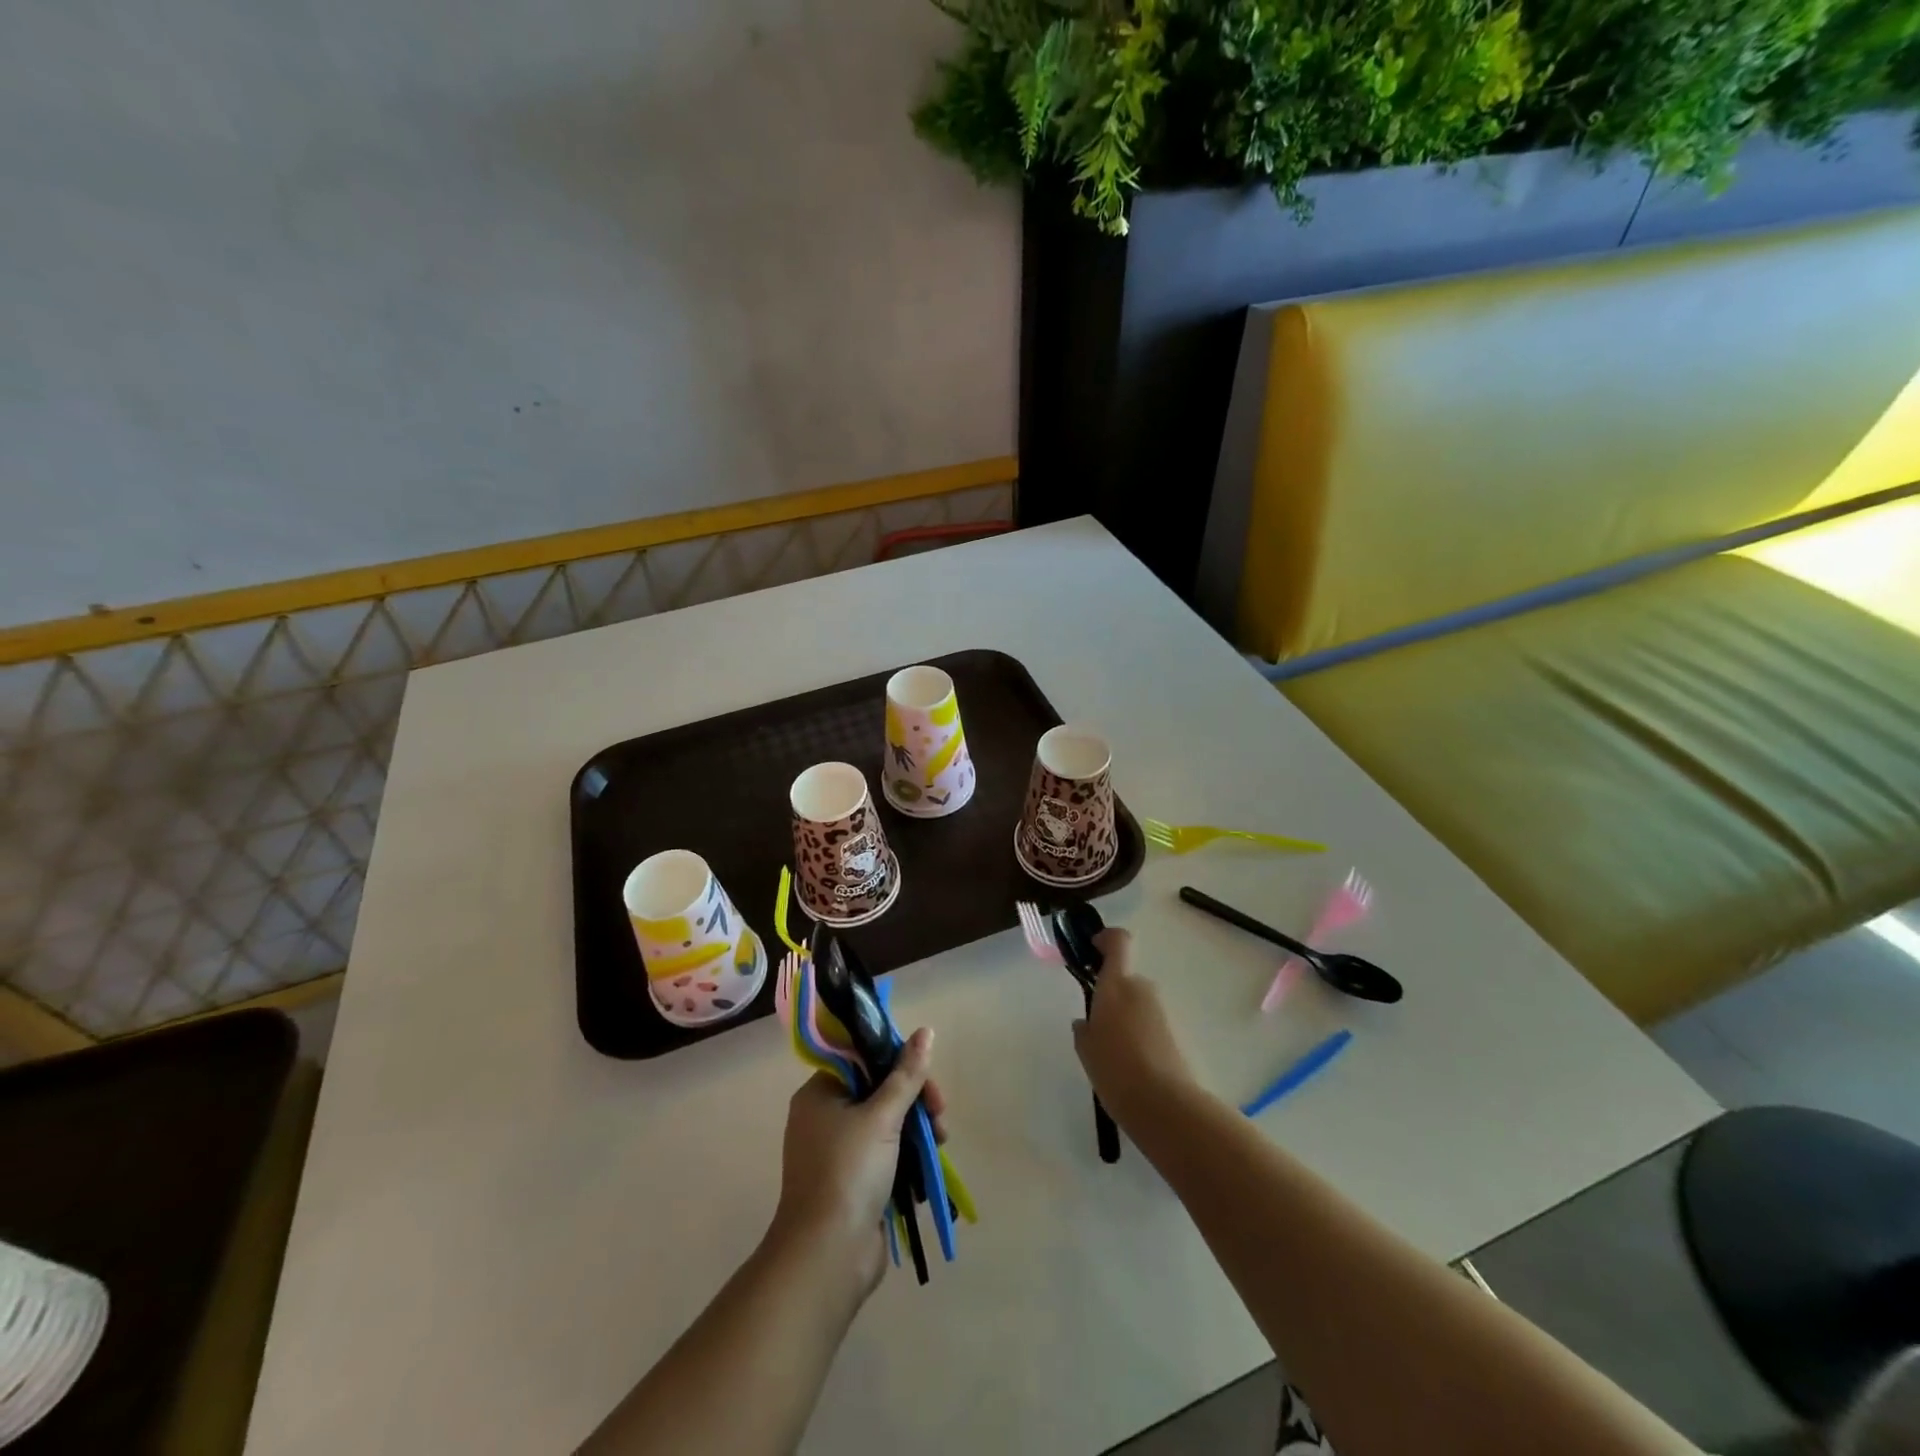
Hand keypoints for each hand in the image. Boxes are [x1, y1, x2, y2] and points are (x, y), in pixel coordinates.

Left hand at [771, 1028, 946, 1294]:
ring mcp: (839, 1151)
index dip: (897, 1061)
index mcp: (820, 1093)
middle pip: (879, 1089)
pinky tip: (930, 1162)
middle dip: (914, 1098)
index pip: (863, 1058)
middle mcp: (825, 1117)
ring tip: (941, 1141)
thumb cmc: (849, 1172)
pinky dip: (909, 1153)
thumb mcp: (882, 1116)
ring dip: (917, 1127)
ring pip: (887, 1122)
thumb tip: (927, 1030)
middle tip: (940, 1112)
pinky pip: (886, 1152)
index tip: (925, 1075)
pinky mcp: (854, 1181)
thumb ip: (907, 1074)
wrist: (828, 1257)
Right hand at [1072, 929, 1195, 1124]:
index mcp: (1117, 984)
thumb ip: (1084, 1029)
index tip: (1092, 949)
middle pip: (1126, 979)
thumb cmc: (1115, 1069)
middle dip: (1112, 996)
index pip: (1118, 941)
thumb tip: (1086, 1022)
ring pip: (1138, 1005)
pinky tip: (1132, 1067)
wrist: (1166, 1106)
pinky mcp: (1177, 1034)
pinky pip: (1151, 1025)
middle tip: (1097, 1027)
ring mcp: (1163, 1011)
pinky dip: (1141, 1037)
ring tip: (1114, 1055)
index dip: (1106, 938)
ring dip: (1126, 1019)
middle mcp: (1142, 989)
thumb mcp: (1086, 1049)